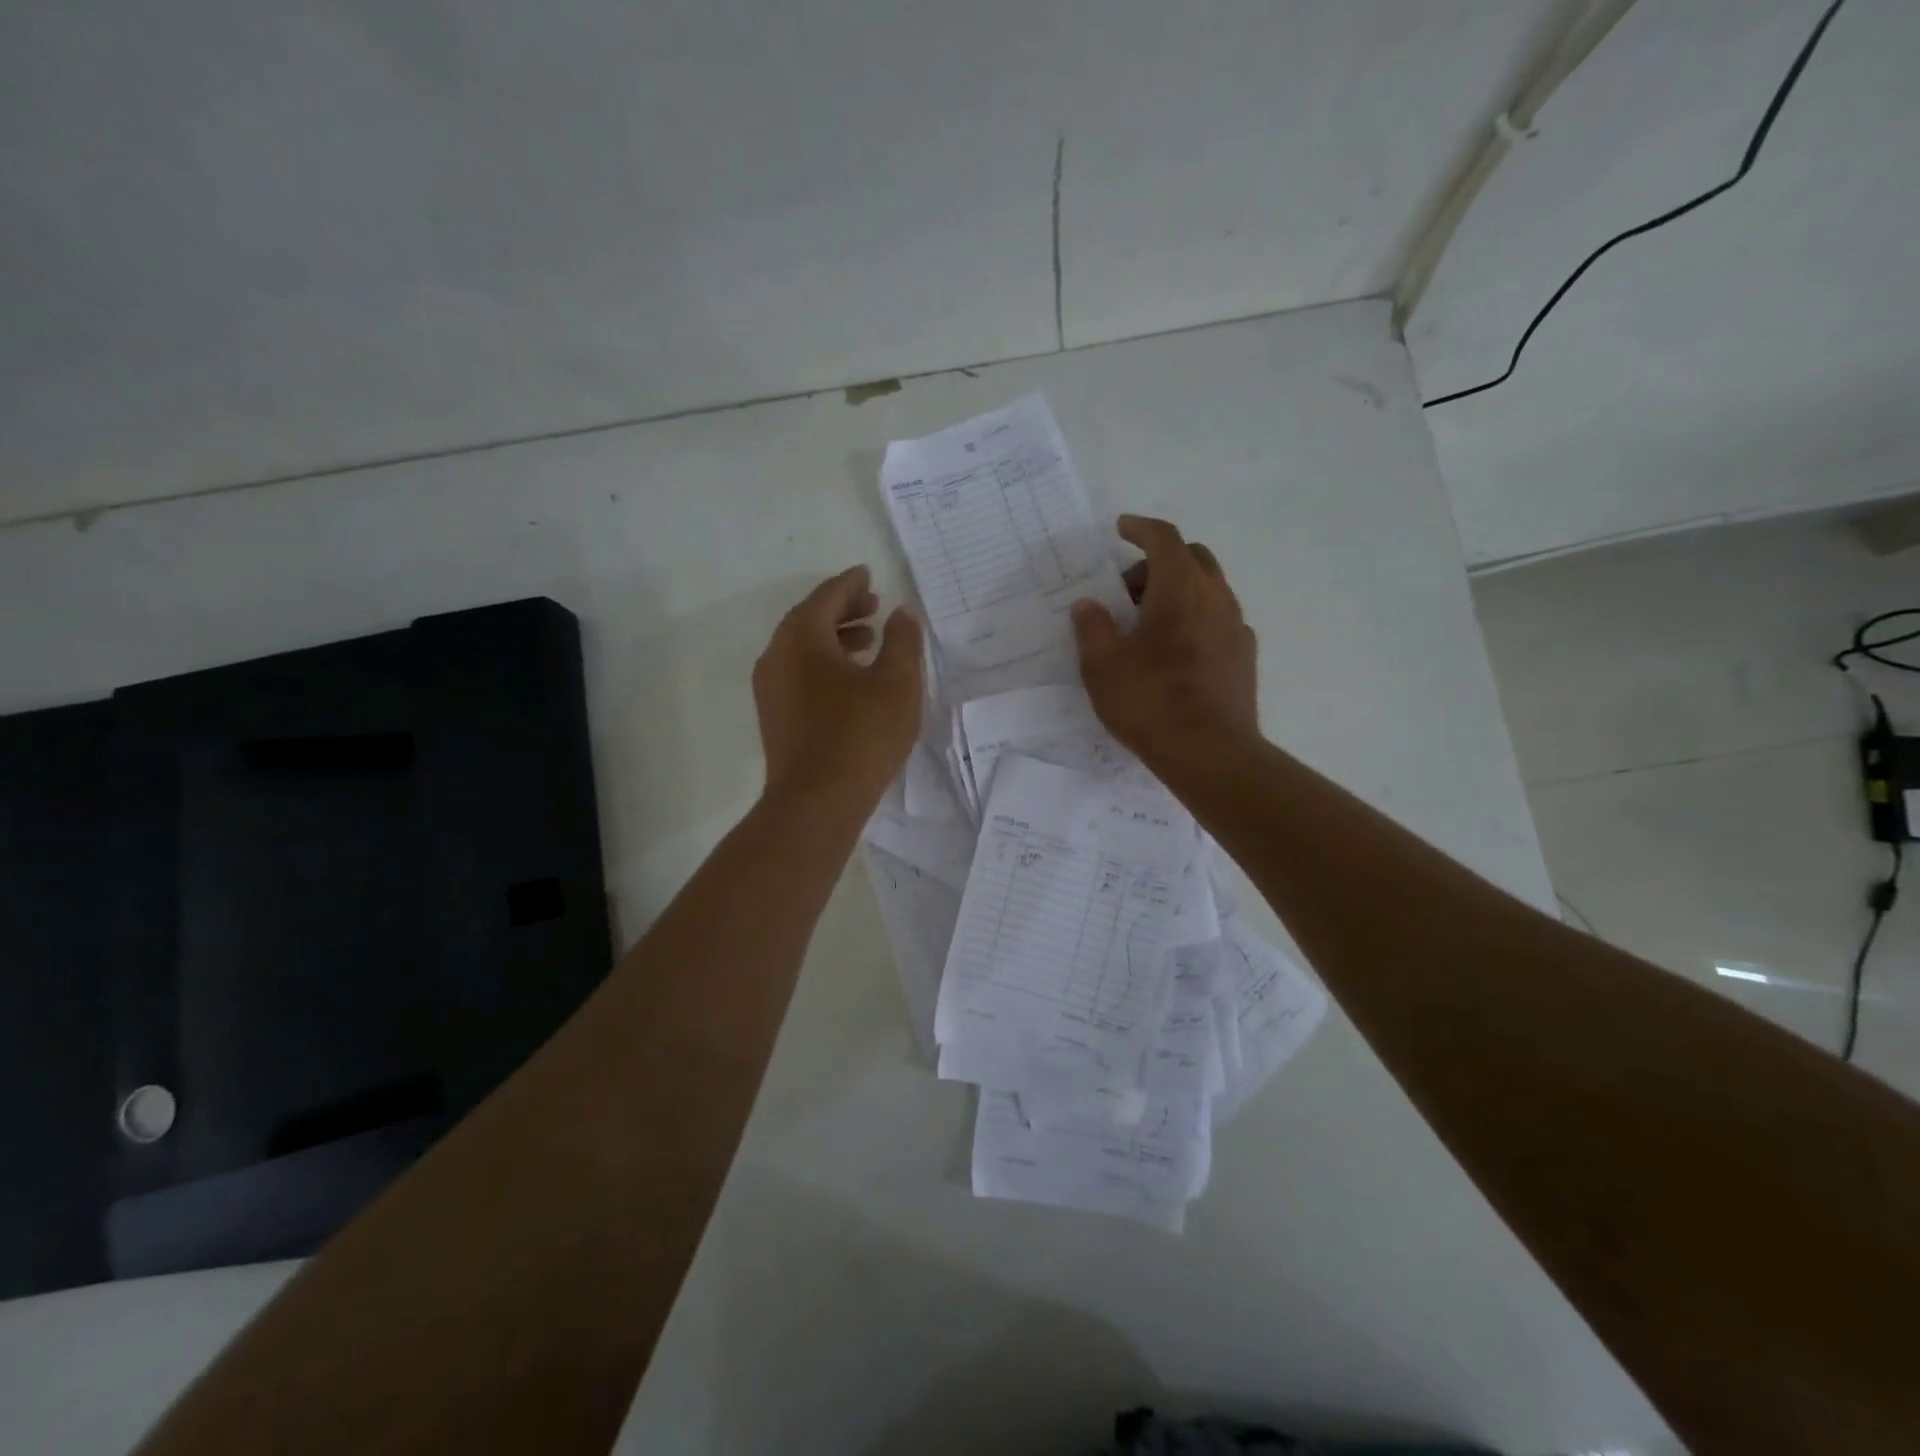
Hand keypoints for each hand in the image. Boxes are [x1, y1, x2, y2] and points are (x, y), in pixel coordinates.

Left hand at [753, 566, 923, 807]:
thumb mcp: (897, 683)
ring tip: (869, 641)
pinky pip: (798, 673)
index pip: (826, 596)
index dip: (851, 583)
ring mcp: (770, 688)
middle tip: (874, 605)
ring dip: (834, 638)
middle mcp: (776, 655)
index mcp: (802, 637)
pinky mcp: (774, 715)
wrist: (816, 802)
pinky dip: (823, 663)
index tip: (868, 575)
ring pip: (802, 648)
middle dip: (842, 609)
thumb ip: (903, 640)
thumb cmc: (861, 735)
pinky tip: (850, 681)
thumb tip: (902, 613)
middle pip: (809, 619)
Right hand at [1071, 515, 1257, 764]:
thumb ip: (1092, 627)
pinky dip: (1196, 618)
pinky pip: (1219, 619)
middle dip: (1159, 562)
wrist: (1209, 752)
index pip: (1164, 539)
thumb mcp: (1101, 666)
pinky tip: (1177, 651)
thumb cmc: (1149, 702)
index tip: (1121, 529)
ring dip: (1179, 591)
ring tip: (1149, 624)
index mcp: (1179, 589)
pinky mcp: (1245, 656)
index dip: (1141, 528)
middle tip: (1128, 590)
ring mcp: (1236, 627)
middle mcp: (1215, 597)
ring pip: (1209, 588)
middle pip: (1193, 557)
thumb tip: (1089, 605)